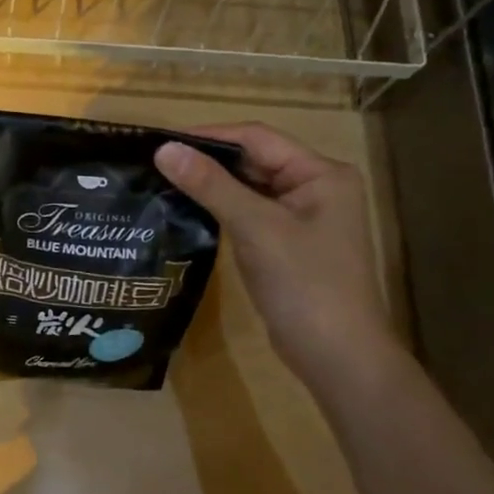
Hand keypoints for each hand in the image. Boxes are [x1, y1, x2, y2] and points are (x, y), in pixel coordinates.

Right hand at [155, 123, 399, 385]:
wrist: (337, 357)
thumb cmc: (305, 284)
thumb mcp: (256, 228)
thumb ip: (211, 185)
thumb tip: (164, 149)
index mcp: (321, 174)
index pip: (257, 138)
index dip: (209, 136)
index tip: (162, 142)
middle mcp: (316, 188)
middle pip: (254, 161)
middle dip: (208, 161)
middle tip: (156, 163)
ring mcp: (303, 219)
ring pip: (249, 189)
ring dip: (212, 186)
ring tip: (163, 182)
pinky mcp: (287, 245)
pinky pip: (250, 215)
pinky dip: (221, 211)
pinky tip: (187, 212)